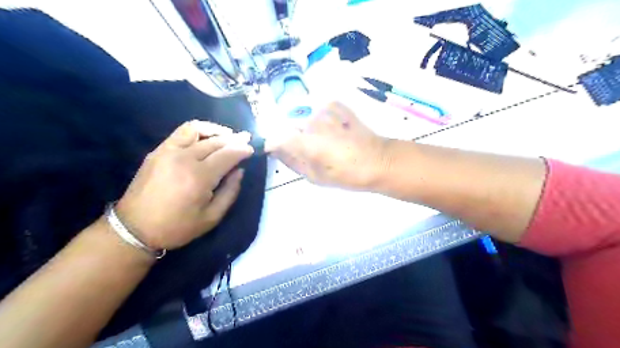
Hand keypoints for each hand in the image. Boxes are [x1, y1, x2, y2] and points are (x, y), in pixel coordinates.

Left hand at [114, 121, 252, 248]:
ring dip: (216, 131)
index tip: (252, 149)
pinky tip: (207, 136)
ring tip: (228, 135)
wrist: (134, 229)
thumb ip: (230, 192)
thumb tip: (239, 171)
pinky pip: (181, 132)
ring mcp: (168, 152)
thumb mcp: (212, 217)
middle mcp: (184, 158)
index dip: (243, 150)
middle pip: (216, 142)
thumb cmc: (177, 227)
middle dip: (235, 139)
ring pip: (198, 130)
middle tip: (247, 139)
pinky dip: (198, 130)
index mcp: (199, 177)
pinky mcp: (158, 151)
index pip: (227, 154)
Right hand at [269, 103, 388, 191]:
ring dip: (311, 130)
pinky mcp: (337, 106)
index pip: (276, 138)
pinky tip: (334, 129)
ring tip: (327, 142)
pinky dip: (323, 119)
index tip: (277, 151)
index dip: (274, 145)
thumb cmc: (347, 174)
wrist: (378, 161)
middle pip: (292, 128)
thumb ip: (292, 162)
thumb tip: (276, 151)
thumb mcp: (315, 176)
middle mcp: (311, 122)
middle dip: (296, 139)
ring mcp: (325, 112)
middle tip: (312, 152)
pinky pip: (321, 111)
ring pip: (307, 120)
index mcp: (305, 142)